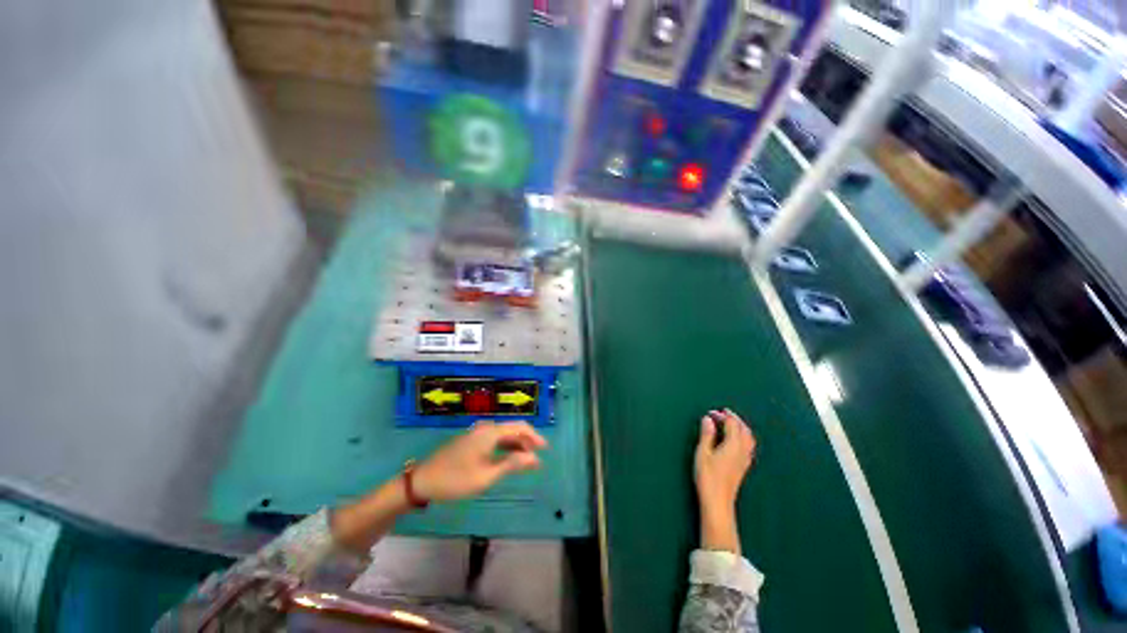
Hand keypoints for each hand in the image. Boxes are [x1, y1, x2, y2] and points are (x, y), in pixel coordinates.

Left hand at [414, 421, 547, 501]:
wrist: (422, 481)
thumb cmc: (456, 479)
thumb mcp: (486, 476)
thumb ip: (512, 464)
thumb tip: (534, 458)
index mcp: (490, 432)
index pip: (520, 427)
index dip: (534, 437)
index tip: (545, 449)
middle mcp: (485, 427)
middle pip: (512, 429)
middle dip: (526, 442)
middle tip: (536, 459)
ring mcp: (477, 433)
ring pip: (503, 434)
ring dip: (516, 445)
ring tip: (526, 461)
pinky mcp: (471, 439)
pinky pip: (494, 439)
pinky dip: (505, 447)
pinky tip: (508, 459)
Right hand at [694, 409, 755, 552]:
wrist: (718, 503)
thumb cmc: (708, 477)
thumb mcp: (702, 453)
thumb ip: (707, 434)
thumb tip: (708, 419)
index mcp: (733, 445)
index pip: (732, 423)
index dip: (723, 415)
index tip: (711, 413)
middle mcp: (743, 451)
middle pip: (744, 429)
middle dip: (734, 419)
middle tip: (722, 414)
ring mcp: (745, 460)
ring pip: (749, 438)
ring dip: (740, 428)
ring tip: (729, 424)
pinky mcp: (744, 467)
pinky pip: (748, 446)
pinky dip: (743, 437)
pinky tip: (734, 441)